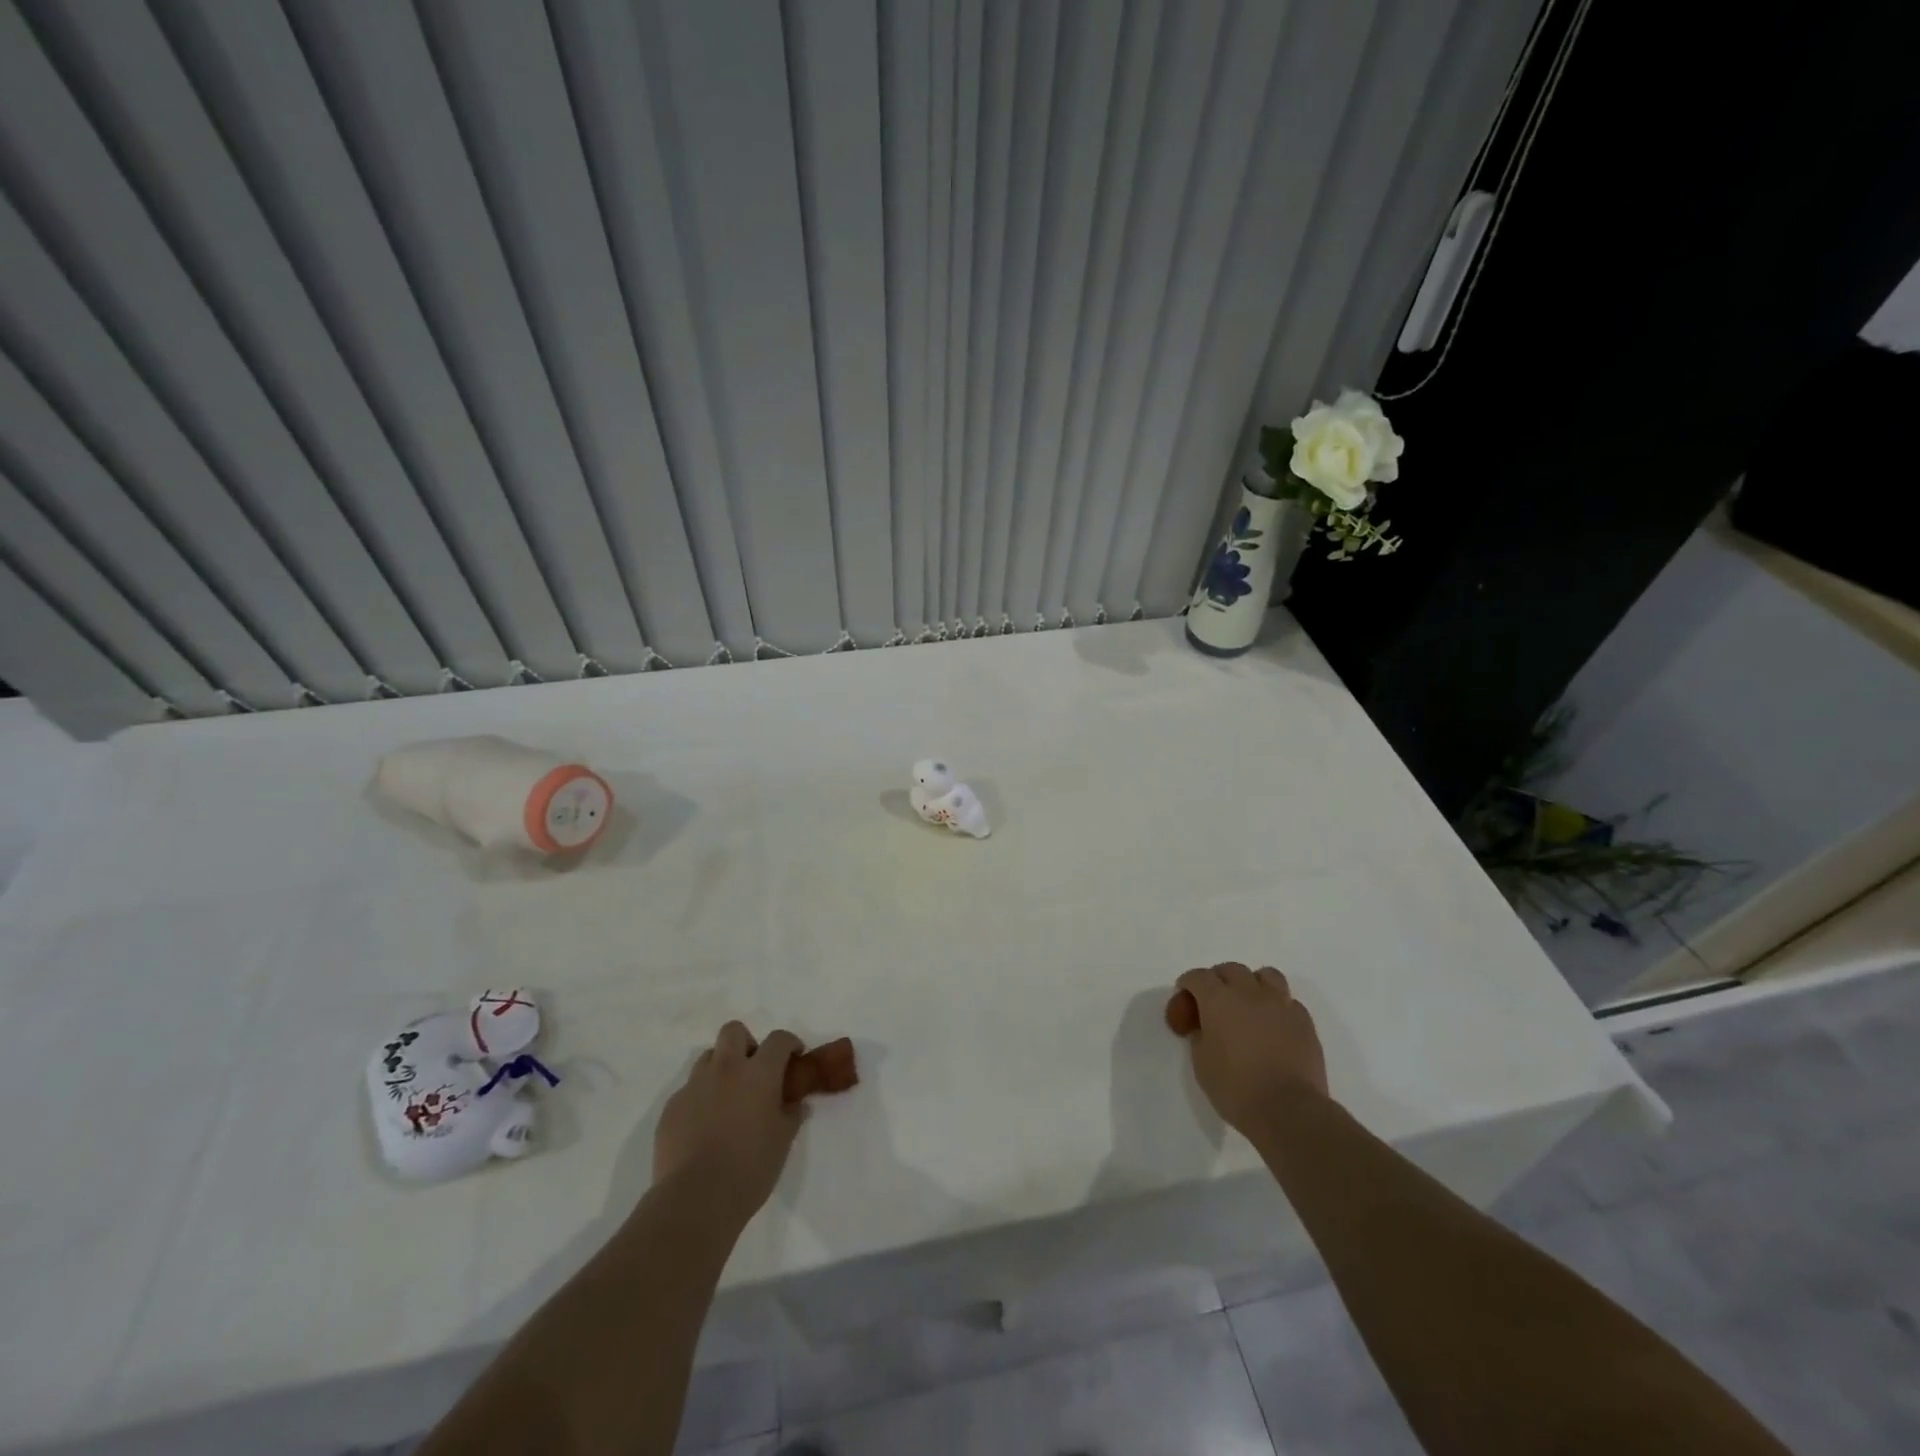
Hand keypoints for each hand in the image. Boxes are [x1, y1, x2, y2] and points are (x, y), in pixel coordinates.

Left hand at [654, 1022, 806, 1224]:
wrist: (695, 1199)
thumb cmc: (750, 1168)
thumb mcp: (783, 1141)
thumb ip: (791, 1113)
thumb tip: (793, 1102)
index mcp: (758, 1073)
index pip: (778, 1040)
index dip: (789, 1044)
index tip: (794, 1058)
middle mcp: (725, 1069)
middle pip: (734, 1031)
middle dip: (747, 1043)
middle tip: (754, 1071)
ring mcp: (694, 1086)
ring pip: (708, 1058)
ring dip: (721, 1068)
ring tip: (728, 1099)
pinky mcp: (671, 1108)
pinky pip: (689, 1091)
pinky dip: (701, 1099)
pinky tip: (705, 1127)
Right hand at [1175, 963, 1328, 1136]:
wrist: (1289, 1111)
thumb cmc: (1236, 1088)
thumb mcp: (1201, 1063)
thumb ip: (1200, 1035)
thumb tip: (1206, 1028)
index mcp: (1218, 999)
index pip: (1197, 976)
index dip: (1188, 986)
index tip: (1185, 1001)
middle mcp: (1249, 993)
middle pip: (1230, 969)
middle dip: (1218, 981)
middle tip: (1213, 1003)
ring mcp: (1280, 1004)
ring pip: (1265, 975)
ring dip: (1252, 984)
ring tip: (1248, 1005)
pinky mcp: (1304, 1021)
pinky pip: (1288, 1001)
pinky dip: (1277, 1006)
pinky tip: (1273, 1025)